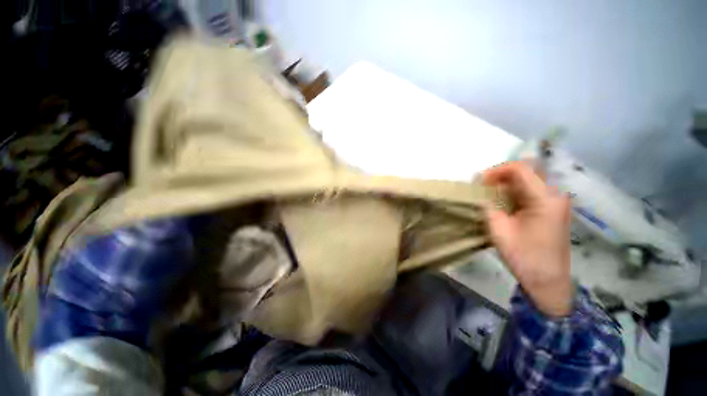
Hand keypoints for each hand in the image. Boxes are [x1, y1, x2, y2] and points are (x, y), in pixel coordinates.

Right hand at [483, 161, 571, 316]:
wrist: (548, 281)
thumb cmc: (524, 257)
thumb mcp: (499, 231)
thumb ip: (488, 208)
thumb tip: (479, 194)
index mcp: (544, 199)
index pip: (520, 169)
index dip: (496, 170)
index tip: (479, 181)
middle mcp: (554, 195)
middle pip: (527, 171)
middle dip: (501, 175)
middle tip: (482, 186)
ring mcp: (556, 201)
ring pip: (529, 180)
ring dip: (507, 183)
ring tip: (489, 193)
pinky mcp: (552, 208)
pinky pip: (532, 191)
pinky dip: (514, 191)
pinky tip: (502, 202)